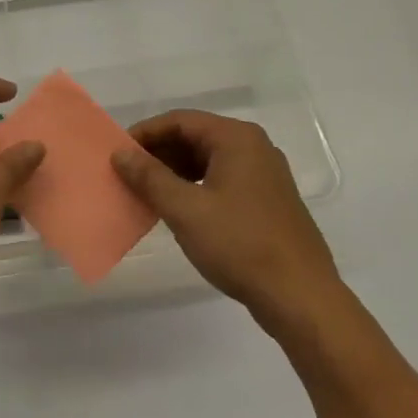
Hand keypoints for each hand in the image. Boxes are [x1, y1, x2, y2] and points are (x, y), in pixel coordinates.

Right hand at [112, 111, 343, 333]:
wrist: (300, 296)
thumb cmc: (240, 245)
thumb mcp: (186, 210)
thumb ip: (150, 177)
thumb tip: (120, 153)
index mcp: (237, 138)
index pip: (180, 121)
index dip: (145, 134)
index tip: (117, 154)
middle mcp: (254, 147)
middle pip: (195, 137)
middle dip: (158, 154)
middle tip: (127, 176)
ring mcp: (264, 174)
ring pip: (208, 160)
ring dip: (174, 172)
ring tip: (146, 194)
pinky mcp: (267, 200)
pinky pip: (222, 180)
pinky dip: (195, 188)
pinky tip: (177, 210)